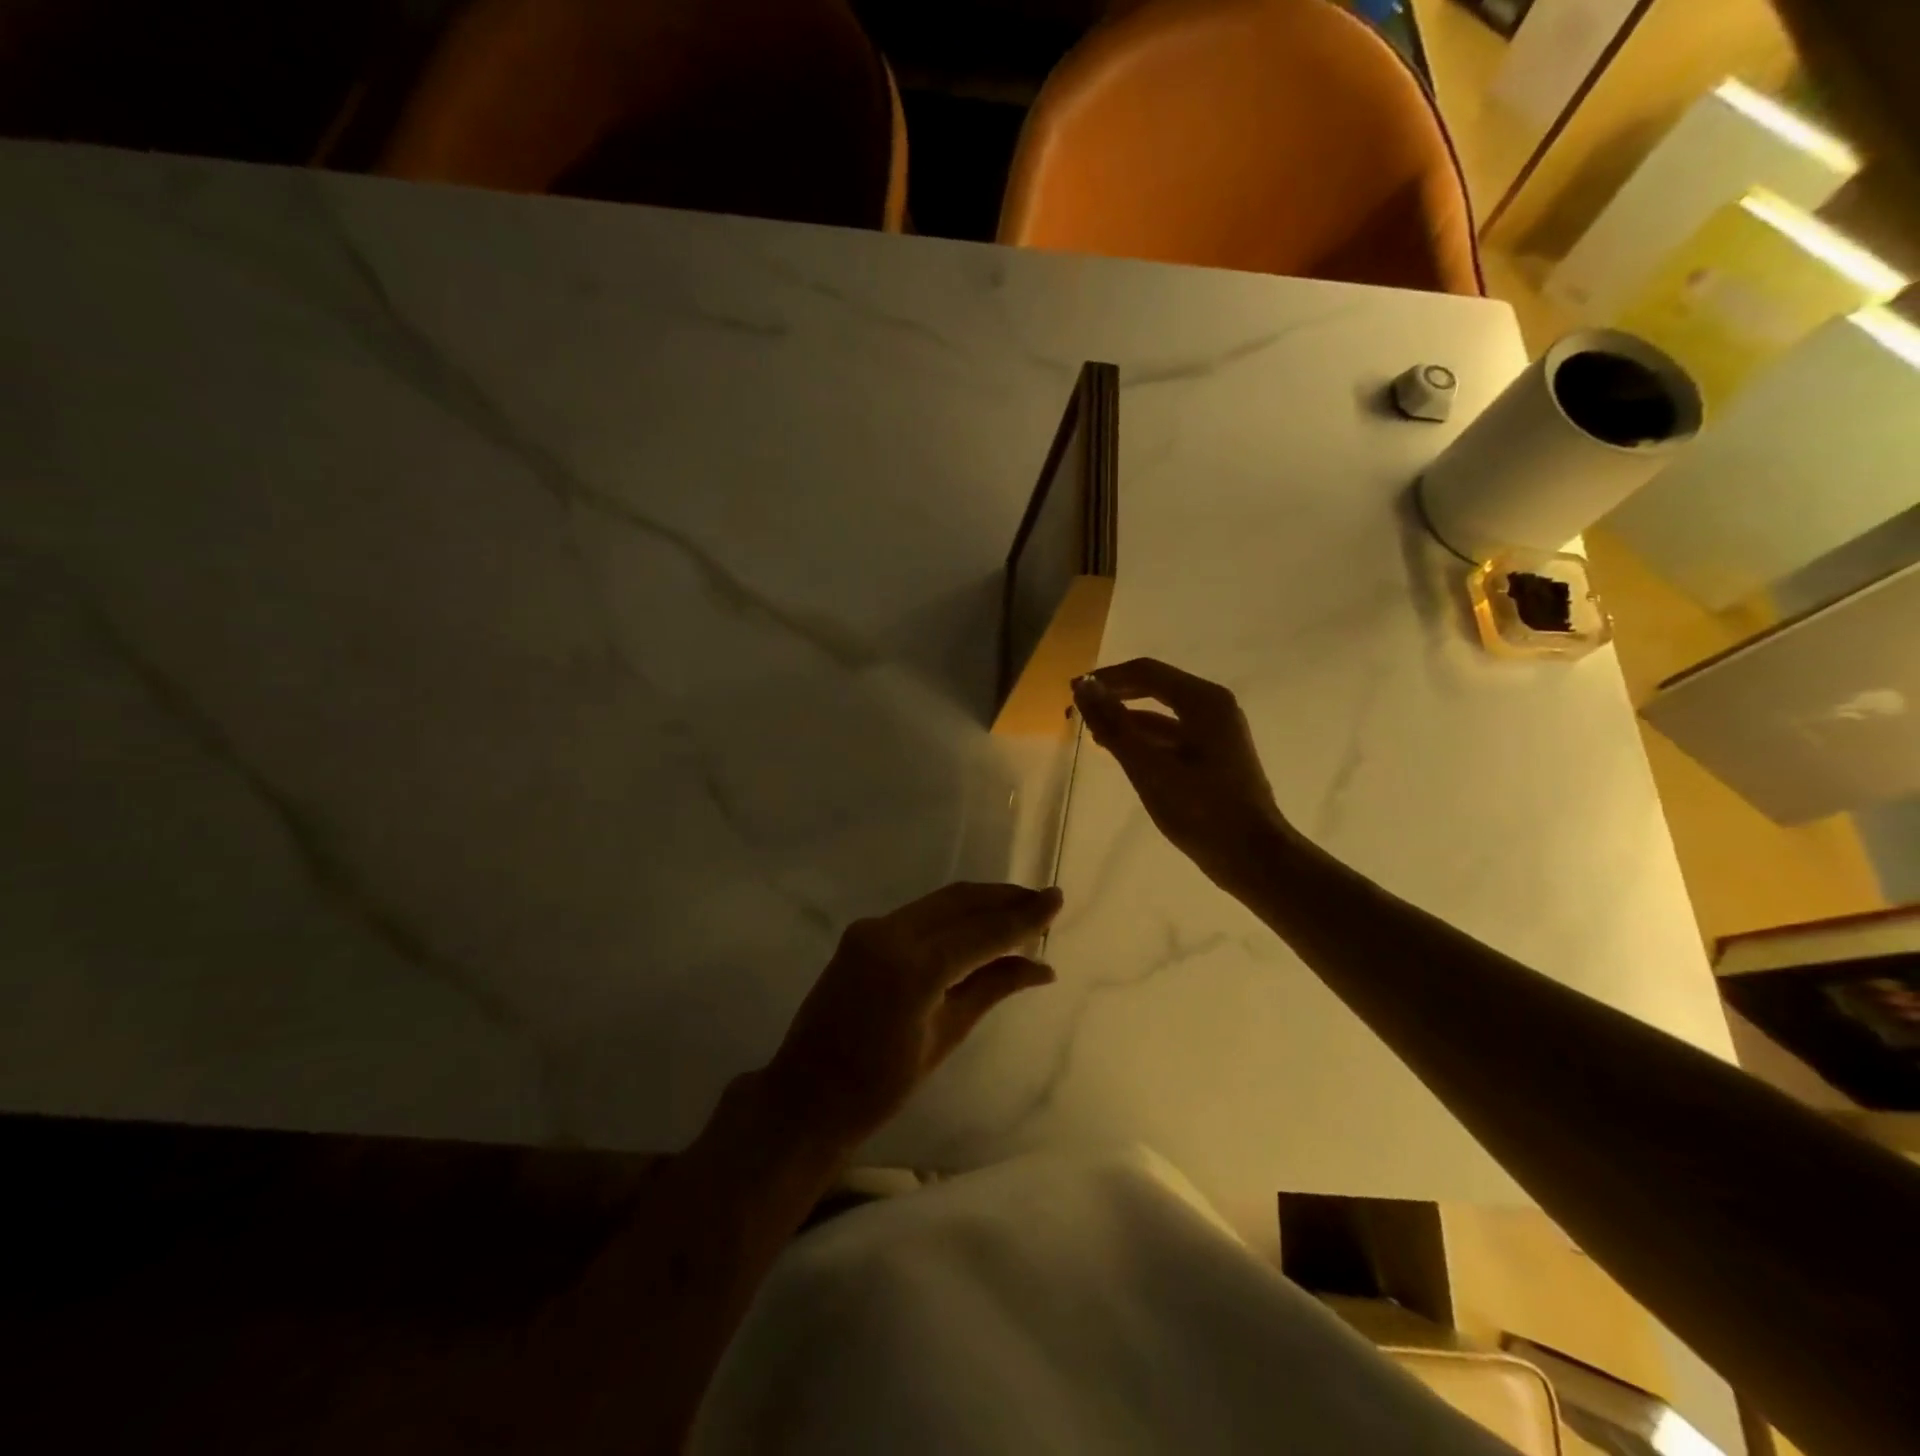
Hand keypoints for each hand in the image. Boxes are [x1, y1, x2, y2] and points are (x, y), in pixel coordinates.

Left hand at [763, 883, 1062, 1153]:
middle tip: (1043, 900)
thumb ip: (991, 988)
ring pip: (940, 902)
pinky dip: (953, 915)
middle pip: (960, 902)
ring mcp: (871, 929)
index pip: (982, 932)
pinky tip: (977, 924)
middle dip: (1004, 898)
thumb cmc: (879, 1086)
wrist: (806, 1094)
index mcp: (913, 968)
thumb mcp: (944, 1037)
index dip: (1024, 916)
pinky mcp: (862, 932)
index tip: (1057, 898)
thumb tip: (1042, 966)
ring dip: (980, 903)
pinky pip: (919, 914)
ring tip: (1019, 909)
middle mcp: (890, 934)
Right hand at [1072, 658, 1296, 895]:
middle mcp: (1212, 707)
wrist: (1253, 857)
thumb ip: (1114, 725)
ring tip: (1092, 732)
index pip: (1146, 672)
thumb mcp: (1149, 767)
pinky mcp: (1213, 756)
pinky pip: (1171, 735)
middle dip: (1115, 695)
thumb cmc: (1201, 810)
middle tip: (1078, 709)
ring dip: (1126, 718)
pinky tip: (1121, 751)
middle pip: (1155, 687)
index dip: (1106, 678)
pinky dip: (1144, 738)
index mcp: (1203, 701)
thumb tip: (1084, 687)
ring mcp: (1216, 732)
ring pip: (1162, 714)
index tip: (1073, 691)